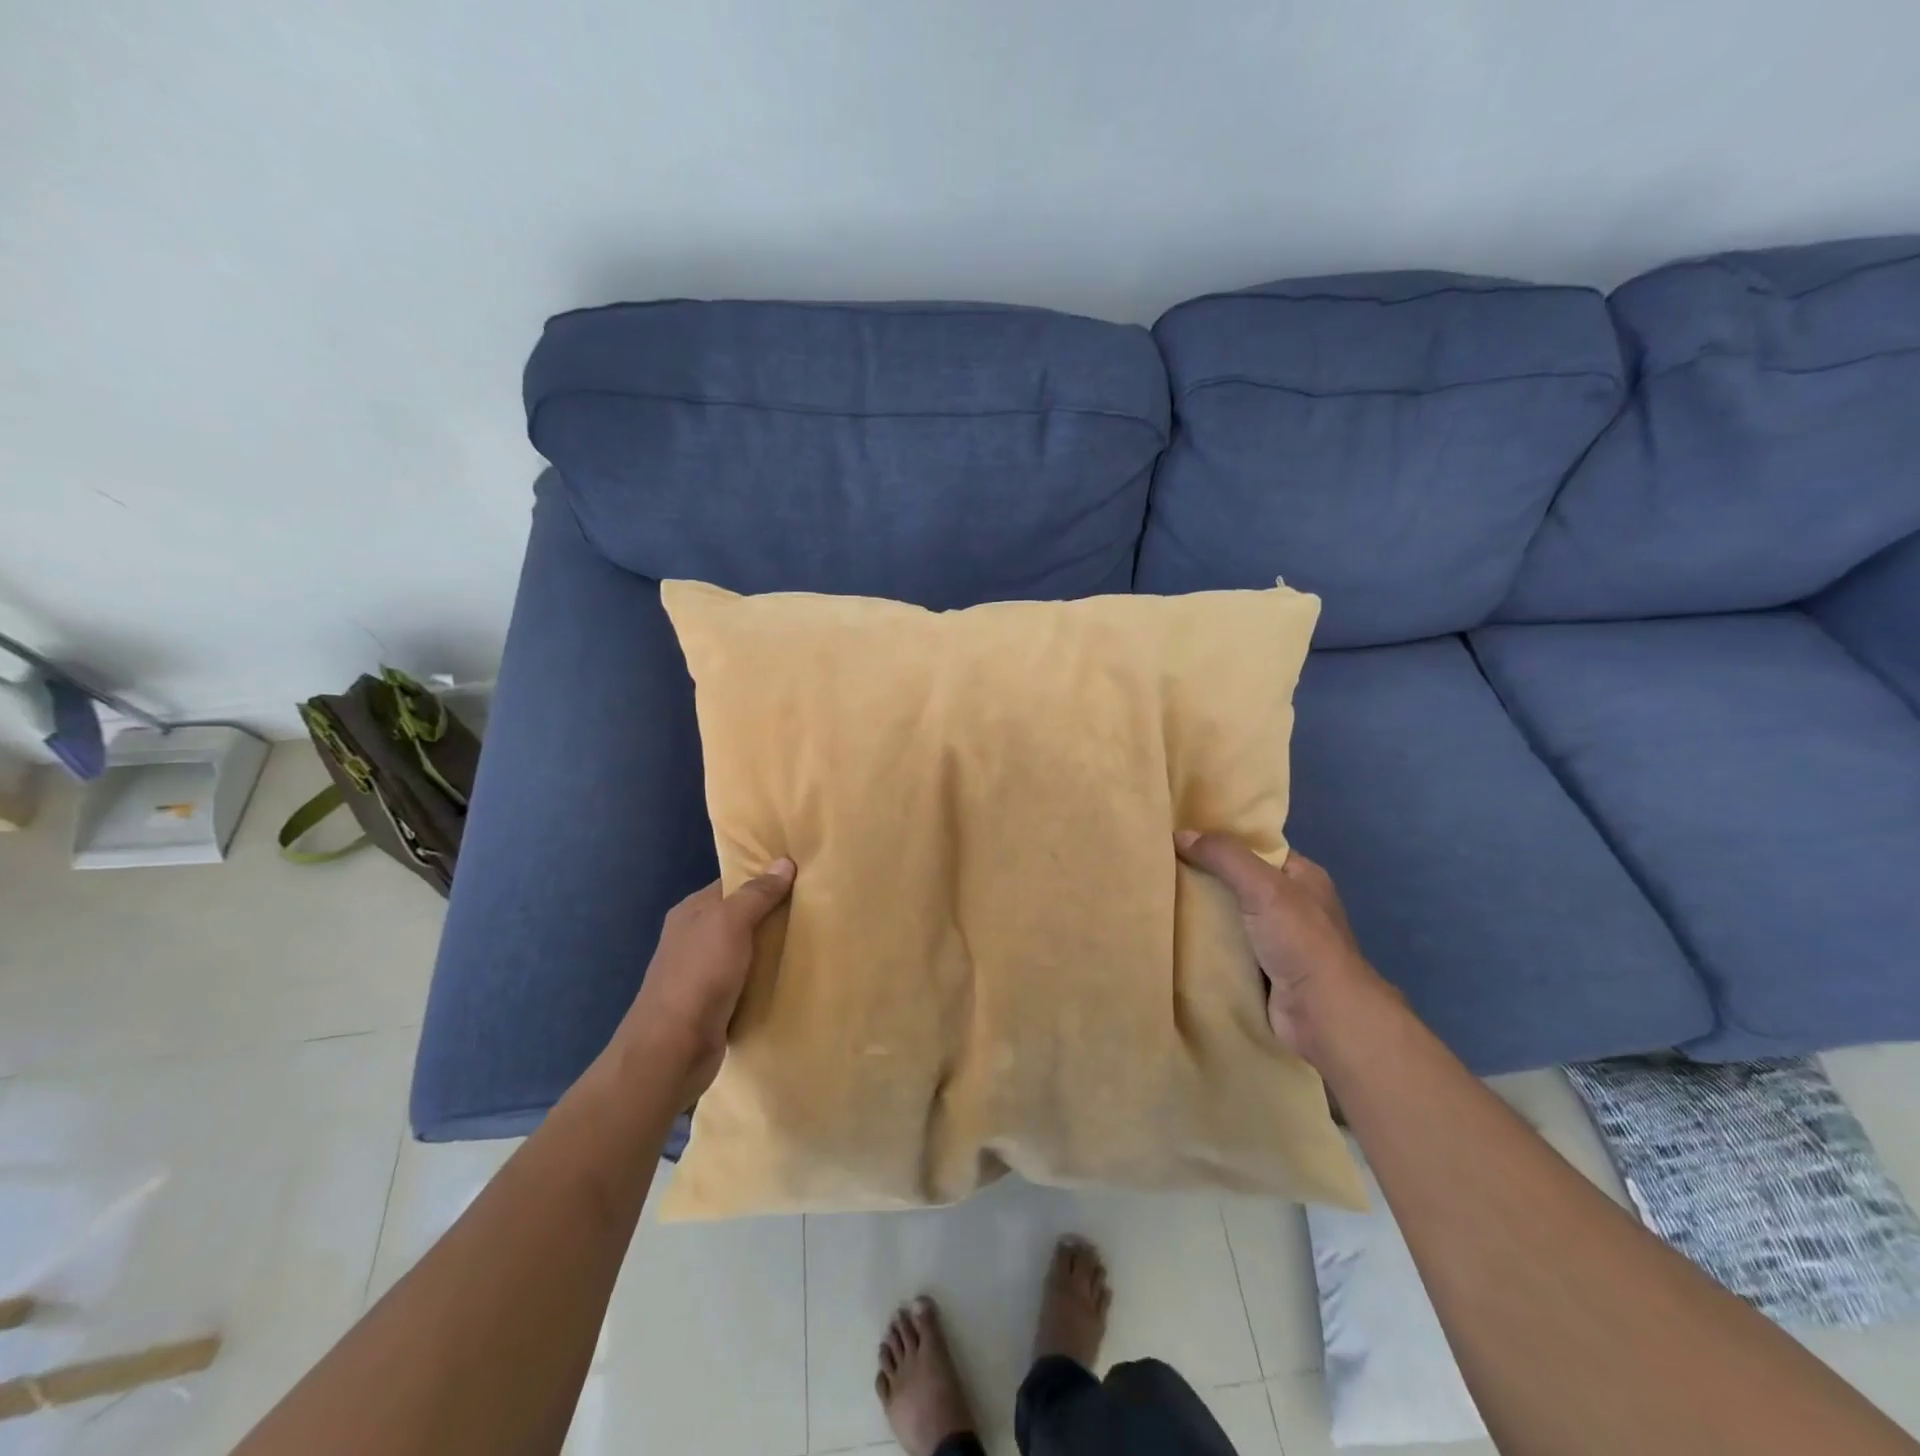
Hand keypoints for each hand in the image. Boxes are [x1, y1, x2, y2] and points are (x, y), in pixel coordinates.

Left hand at [618, 859, 795, 1104]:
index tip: (801, 876)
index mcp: (692, 912)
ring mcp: (702, 972)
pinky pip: (746, 981)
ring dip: (772, 949)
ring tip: (812, 941)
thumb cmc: (699, 976)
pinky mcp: (713, 1003)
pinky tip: (791, 977)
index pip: (733, 884)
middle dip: (773, 914)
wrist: (672, 1049)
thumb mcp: (730, 923)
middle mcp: (694, 937)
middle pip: (741, 916)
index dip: (764, 878)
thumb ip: (757, 894)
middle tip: (815, 909)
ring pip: (746, 950)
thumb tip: (784, 862)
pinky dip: (766, 978)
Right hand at [1174, 831, 1390, 1063]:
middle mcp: (1291, 905)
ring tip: (1159, 898)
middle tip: (1162, 867)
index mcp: (1302, 877)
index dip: (1222, 840)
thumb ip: (1224, 857)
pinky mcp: (1261, 970)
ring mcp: (1277, 940)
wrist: (1323, 1014)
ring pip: (1229, 916)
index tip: (1182, 836)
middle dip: (1205, 877)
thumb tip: (1180, 833)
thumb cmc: (1301, 941)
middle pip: (1238, 881)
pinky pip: (1226, 946)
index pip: (1256, 848)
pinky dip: (1205, 942)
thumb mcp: (1263, 886)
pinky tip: (1174, 935)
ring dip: (1201, 912)